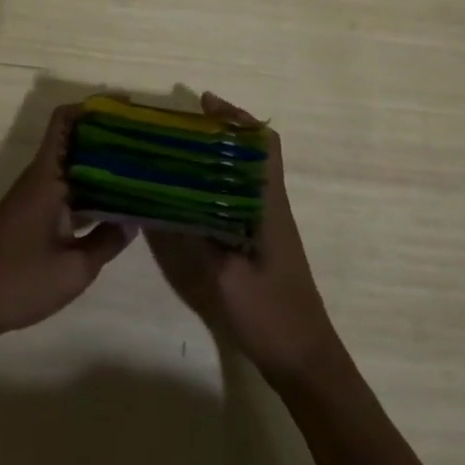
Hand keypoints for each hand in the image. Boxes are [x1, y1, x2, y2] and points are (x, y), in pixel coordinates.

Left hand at [0, 103, 131, 380]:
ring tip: (140, 170)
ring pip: (71, 167)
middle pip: (74, 141)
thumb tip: (133, 220)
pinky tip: (114, 207)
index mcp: (46, 176)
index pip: (65, 121)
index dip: (93, 107)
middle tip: (146, 142)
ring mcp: (33, 198)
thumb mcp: (74, 268)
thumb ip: (107, 241)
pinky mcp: (31, 217)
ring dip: (101, 165)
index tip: (127, 109)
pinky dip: (90, 190)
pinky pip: (66, 190)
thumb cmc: (19, 281)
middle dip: (107, 137)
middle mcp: (39, 178)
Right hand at [146, 93, 340, 382]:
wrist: (304, 360)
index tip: (204, 104)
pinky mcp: (259, 242)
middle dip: (219, 131)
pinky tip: (186, 195)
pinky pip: (236, 197)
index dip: (237, 118)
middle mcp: (270, 206)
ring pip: (243, 174)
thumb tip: (161, 199)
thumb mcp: (224, 276)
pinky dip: (214, 184)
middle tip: (177, 126)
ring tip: (175, 151)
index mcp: (268, 205)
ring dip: (216, 156)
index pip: (263, 145)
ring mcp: (266, 224)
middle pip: (251, 152)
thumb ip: (194, 235)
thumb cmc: (269, 315)